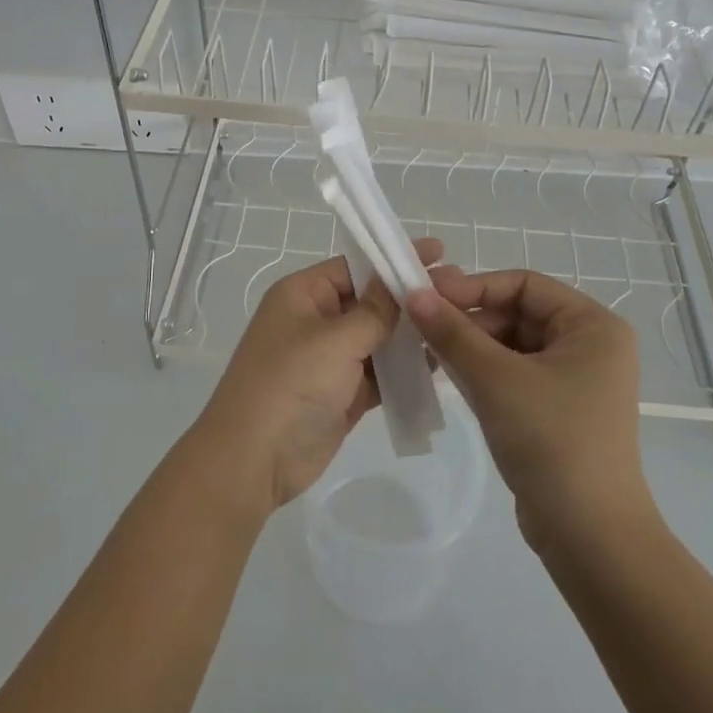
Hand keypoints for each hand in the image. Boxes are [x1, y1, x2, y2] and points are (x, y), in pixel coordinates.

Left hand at [194, 240, 443, 510]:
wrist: (254, 459)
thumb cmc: (291, 383)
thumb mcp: (335, 339)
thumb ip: (374, 311)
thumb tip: (399, 283)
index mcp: (302, 294)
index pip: (354, 266)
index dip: (393, 259)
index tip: (438, 253)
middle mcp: (315, 321)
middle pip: (369, 301)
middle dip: (408, 298)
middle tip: (458, 290)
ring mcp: (328, 359)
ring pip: (377, 338)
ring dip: (411, 334)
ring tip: (458, 324)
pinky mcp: (341, 394)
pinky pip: (379, 373)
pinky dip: (404, 370)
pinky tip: (440, 363)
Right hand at [407, 268, 653, 551]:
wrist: (590, 537)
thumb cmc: (551, 440)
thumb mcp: (495, 378)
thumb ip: (452, 332)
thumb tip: (413, 293)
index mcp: (592, 325)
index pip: (523, 284)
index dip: (473, 286)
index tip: (426, 295)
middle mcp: (589, 345)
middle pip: (516, 313)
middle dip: (468, 319)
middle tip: (420, 326)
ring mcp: (575, 380)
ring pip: (510, 344)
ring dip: (469, 346)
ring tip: (425, 351)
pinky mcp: (557, 411)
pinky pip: (513, 374)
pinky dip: (481, 371)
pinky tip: (446, 376)